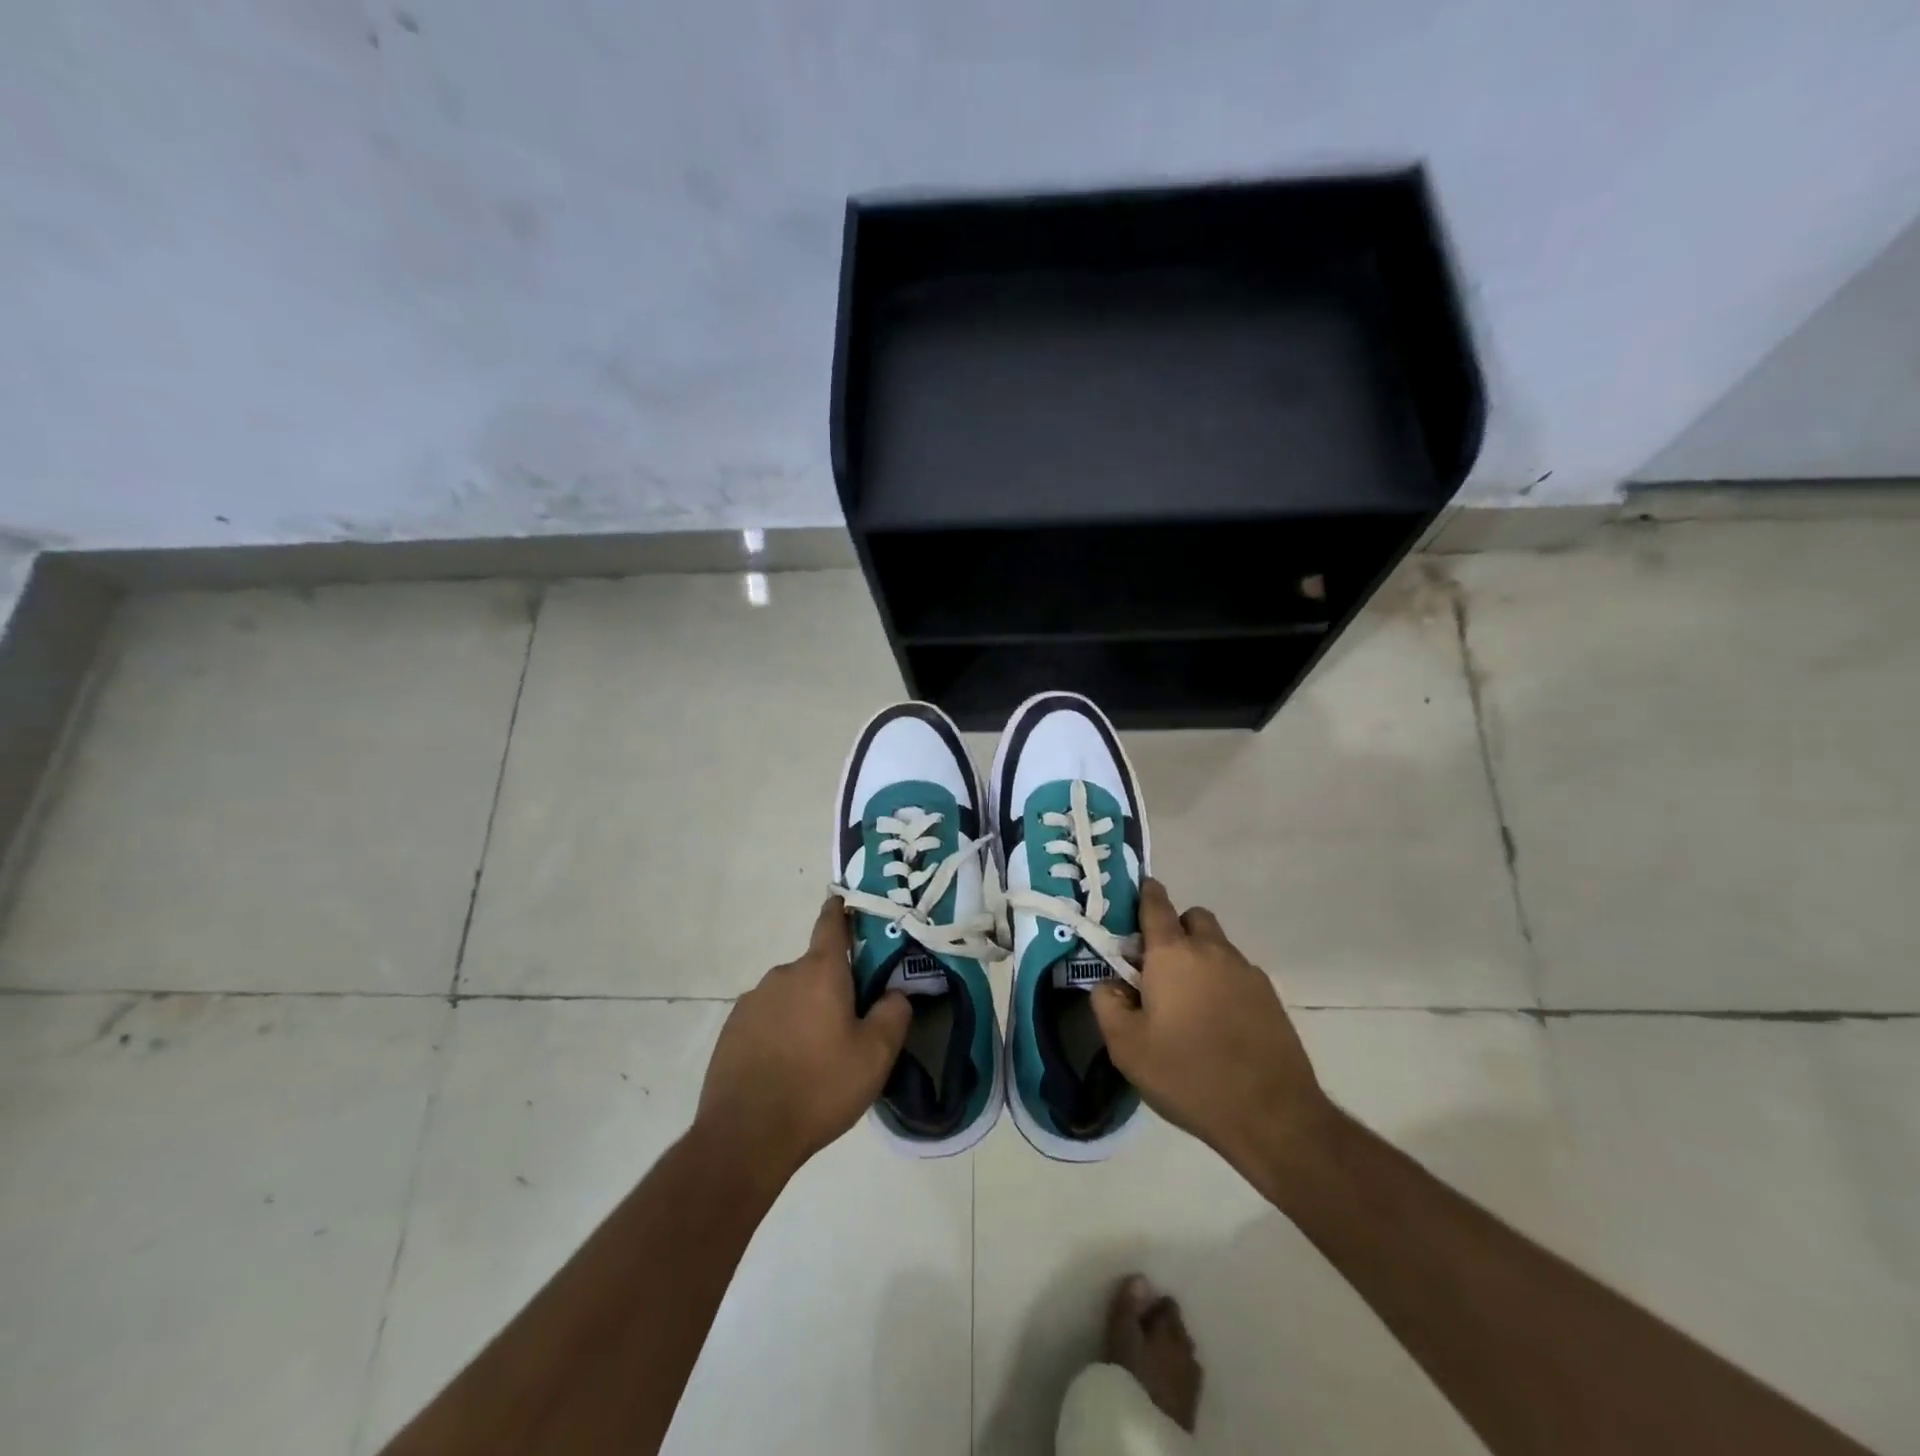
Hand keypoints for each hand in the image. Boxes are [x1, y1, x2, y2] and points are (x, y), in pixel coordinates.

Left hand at [697, 899, 911, 1180]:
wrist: (745, 1137)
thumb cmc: (819, 1086)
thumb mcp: (876, 1055)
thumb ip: (894, 1014)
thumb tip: (896, 992)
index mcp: (819, 971)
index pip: (831, 924)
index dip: (841, 911)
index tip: (846, 902)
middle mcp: (782, 975)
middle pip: (815, 968)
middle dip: (833, 986)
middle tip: (851, 1022)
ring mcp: (752, 1002)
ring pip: (791, 996)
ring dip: (806, 1012)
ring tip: (817, 1055)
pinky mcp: (731, 1030)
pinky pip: (767, 1019)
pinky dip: (780, 1032)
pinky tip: (787, 1069)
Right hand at [1090, 879, 1332, 1182]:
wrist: (1271, 1114)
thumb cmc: (1187, 1074)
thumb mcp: (1126, 1046)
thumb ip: (1106, 1003)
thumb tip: (1107, 983)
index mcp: (1172, 954)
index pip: (1155, 904)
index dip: (1144, 894)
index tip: (1135, 897)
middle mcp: (1212, 950)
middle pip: (1192, 918)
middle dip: (1174, 929)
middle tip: (1158, 965)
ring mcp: (1246, 972)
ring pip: (1217, 946)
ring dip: (1200, 957)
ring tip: (1187, 1001)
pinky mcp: (1270, 997)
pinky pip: (1237, 973)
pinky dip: (1222, 983)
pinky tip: (1217, 1022)